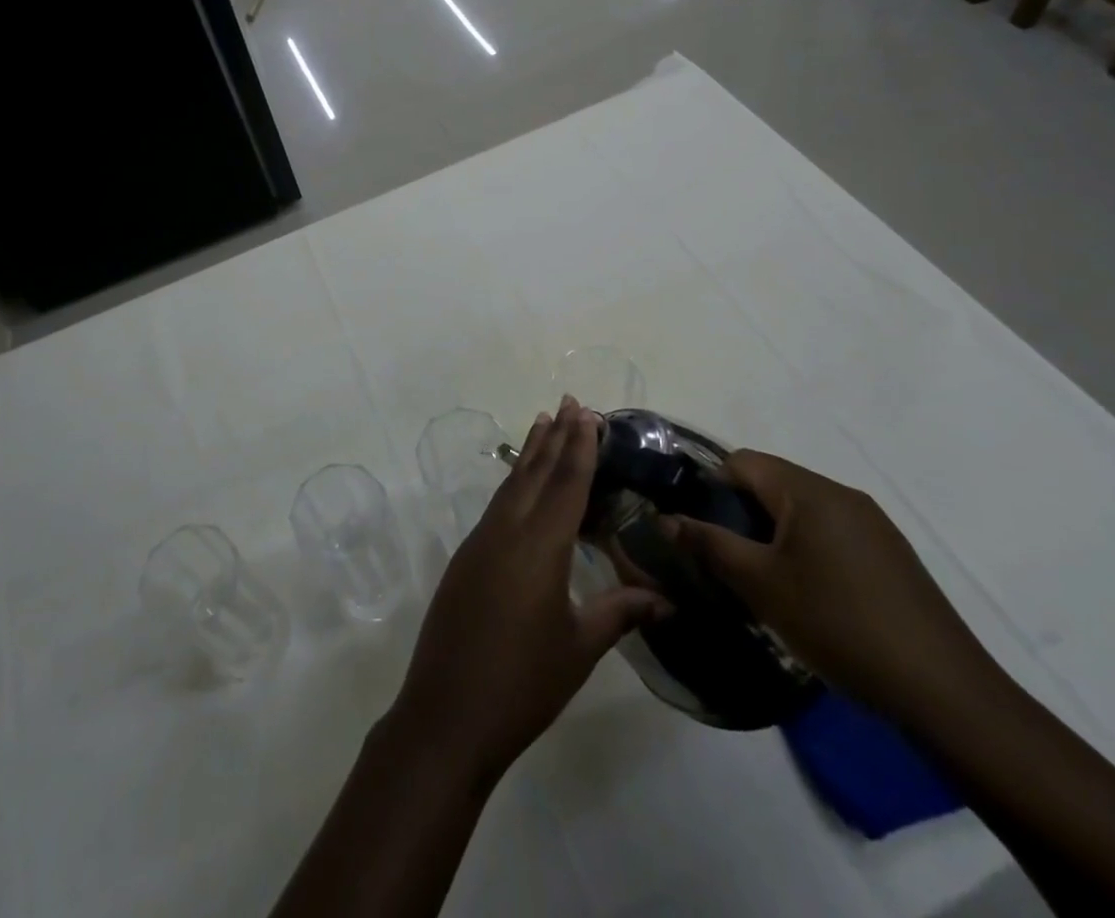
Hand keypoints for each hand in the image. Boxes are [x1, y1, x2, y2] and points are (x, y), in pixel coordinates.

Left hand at [387, 397, 670, 787]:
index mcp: (539, 546)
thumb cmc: (523, 683)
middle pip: (535, 473)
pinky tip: (522, 484)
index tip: (587, 413)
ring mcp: (480, 541)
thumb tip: (667, 600)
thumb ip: (620, 613)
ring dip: (530, 453)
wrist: (447, 713)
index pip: (566, 484)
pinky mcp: (465, 557)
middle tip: (569, 402)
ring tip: (544, 423)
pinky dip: (515, 483)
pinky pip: (497, 506)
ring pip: (512, 485)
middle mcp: (507, 531)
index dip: (579, 448)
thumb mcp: (579, 648)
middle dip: (555, 436)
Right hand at [669, 450, 1002, 734]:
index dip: (711, 488)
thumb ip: (709, 544)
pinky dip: (806, 551)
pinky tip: (810, 598)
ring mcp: (873, 525)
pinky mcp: (892, 556)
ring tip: (764, 583)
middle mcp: (842, 495)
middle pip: (772, 483)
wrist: (944, 693)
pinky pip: (831, 534)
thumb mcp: (760, 585)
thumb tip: (665, 519)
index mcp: (809, 491)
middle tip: (727, 560)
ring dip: (774, 535)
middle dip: (742, 515)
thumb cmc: (838, 624)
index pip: (742, 462)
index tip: (701, 530)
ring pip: (802, 511)